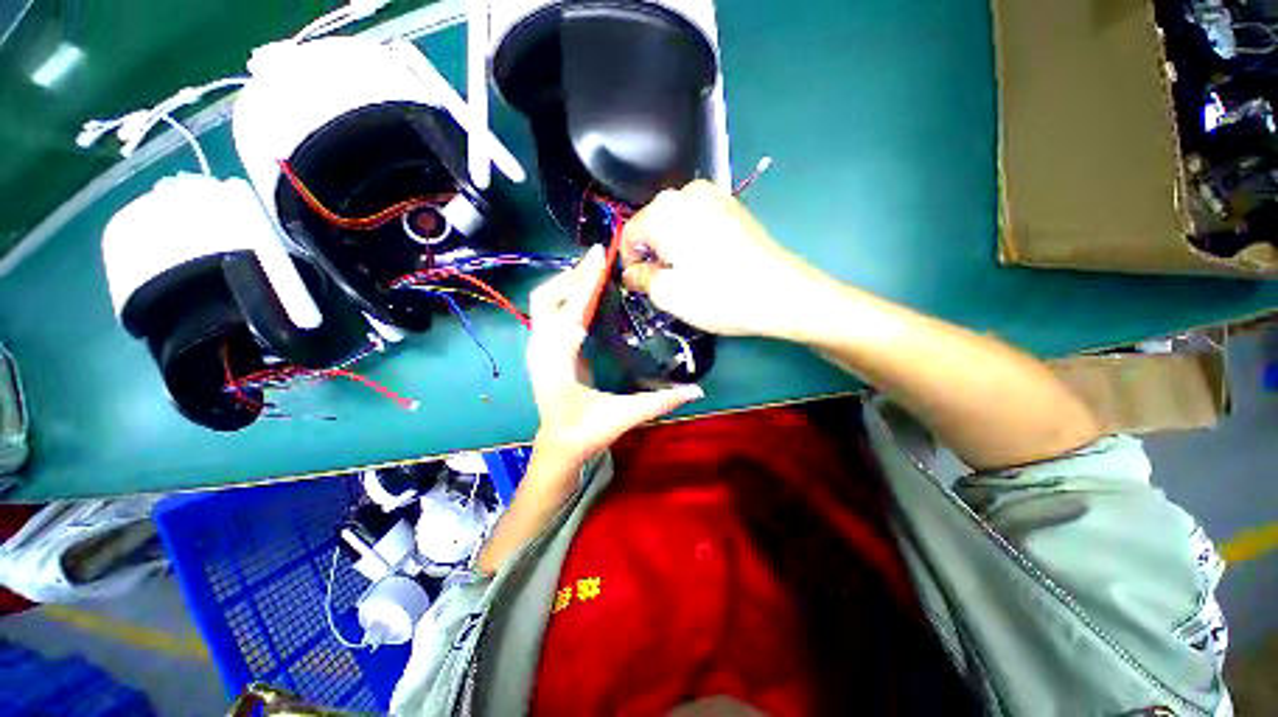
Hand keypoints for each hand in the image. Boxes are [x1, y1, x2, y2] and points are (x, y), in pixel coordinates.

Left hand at [526, 244, 704, 467]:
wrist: (558, 446)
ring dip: (567, 284)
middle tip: (600, 263)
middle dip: (571, 276)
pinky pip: (549, 312)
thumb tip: (698, 390)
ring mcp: (538, 348)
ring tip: (595, 273)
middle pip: (546, 298)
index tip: (598, 254)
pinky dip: (565, 296)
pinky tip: (586, 295)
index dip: (585, 282)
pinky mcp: (544, 349)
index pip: (571, 313)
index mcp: (558, 363)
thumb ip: (660, 402)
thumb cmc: (586, 432)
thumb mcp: (624, 417)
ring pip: (543, 303)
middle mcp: (541, 350)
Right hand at [621, 180, 834, 337]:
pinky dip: (694, 242)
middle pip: (653, 226)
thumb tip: (631, 272)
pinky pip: (698, 222)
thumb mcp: (668, 294)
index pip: (629, 233)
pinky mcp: (732, 207)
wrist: (782, 292)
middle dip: (653, 255)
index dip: (630, 263)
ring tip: (690, 277)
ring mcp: (714, 195)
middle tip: (668, 285)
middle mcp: (687, 193)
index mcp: (665, 210)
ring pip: (676, 224)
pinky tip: (708, 264)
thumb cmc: (719, 295)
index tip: (642, 286)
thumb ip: (641, 278)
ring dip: (674, 249)